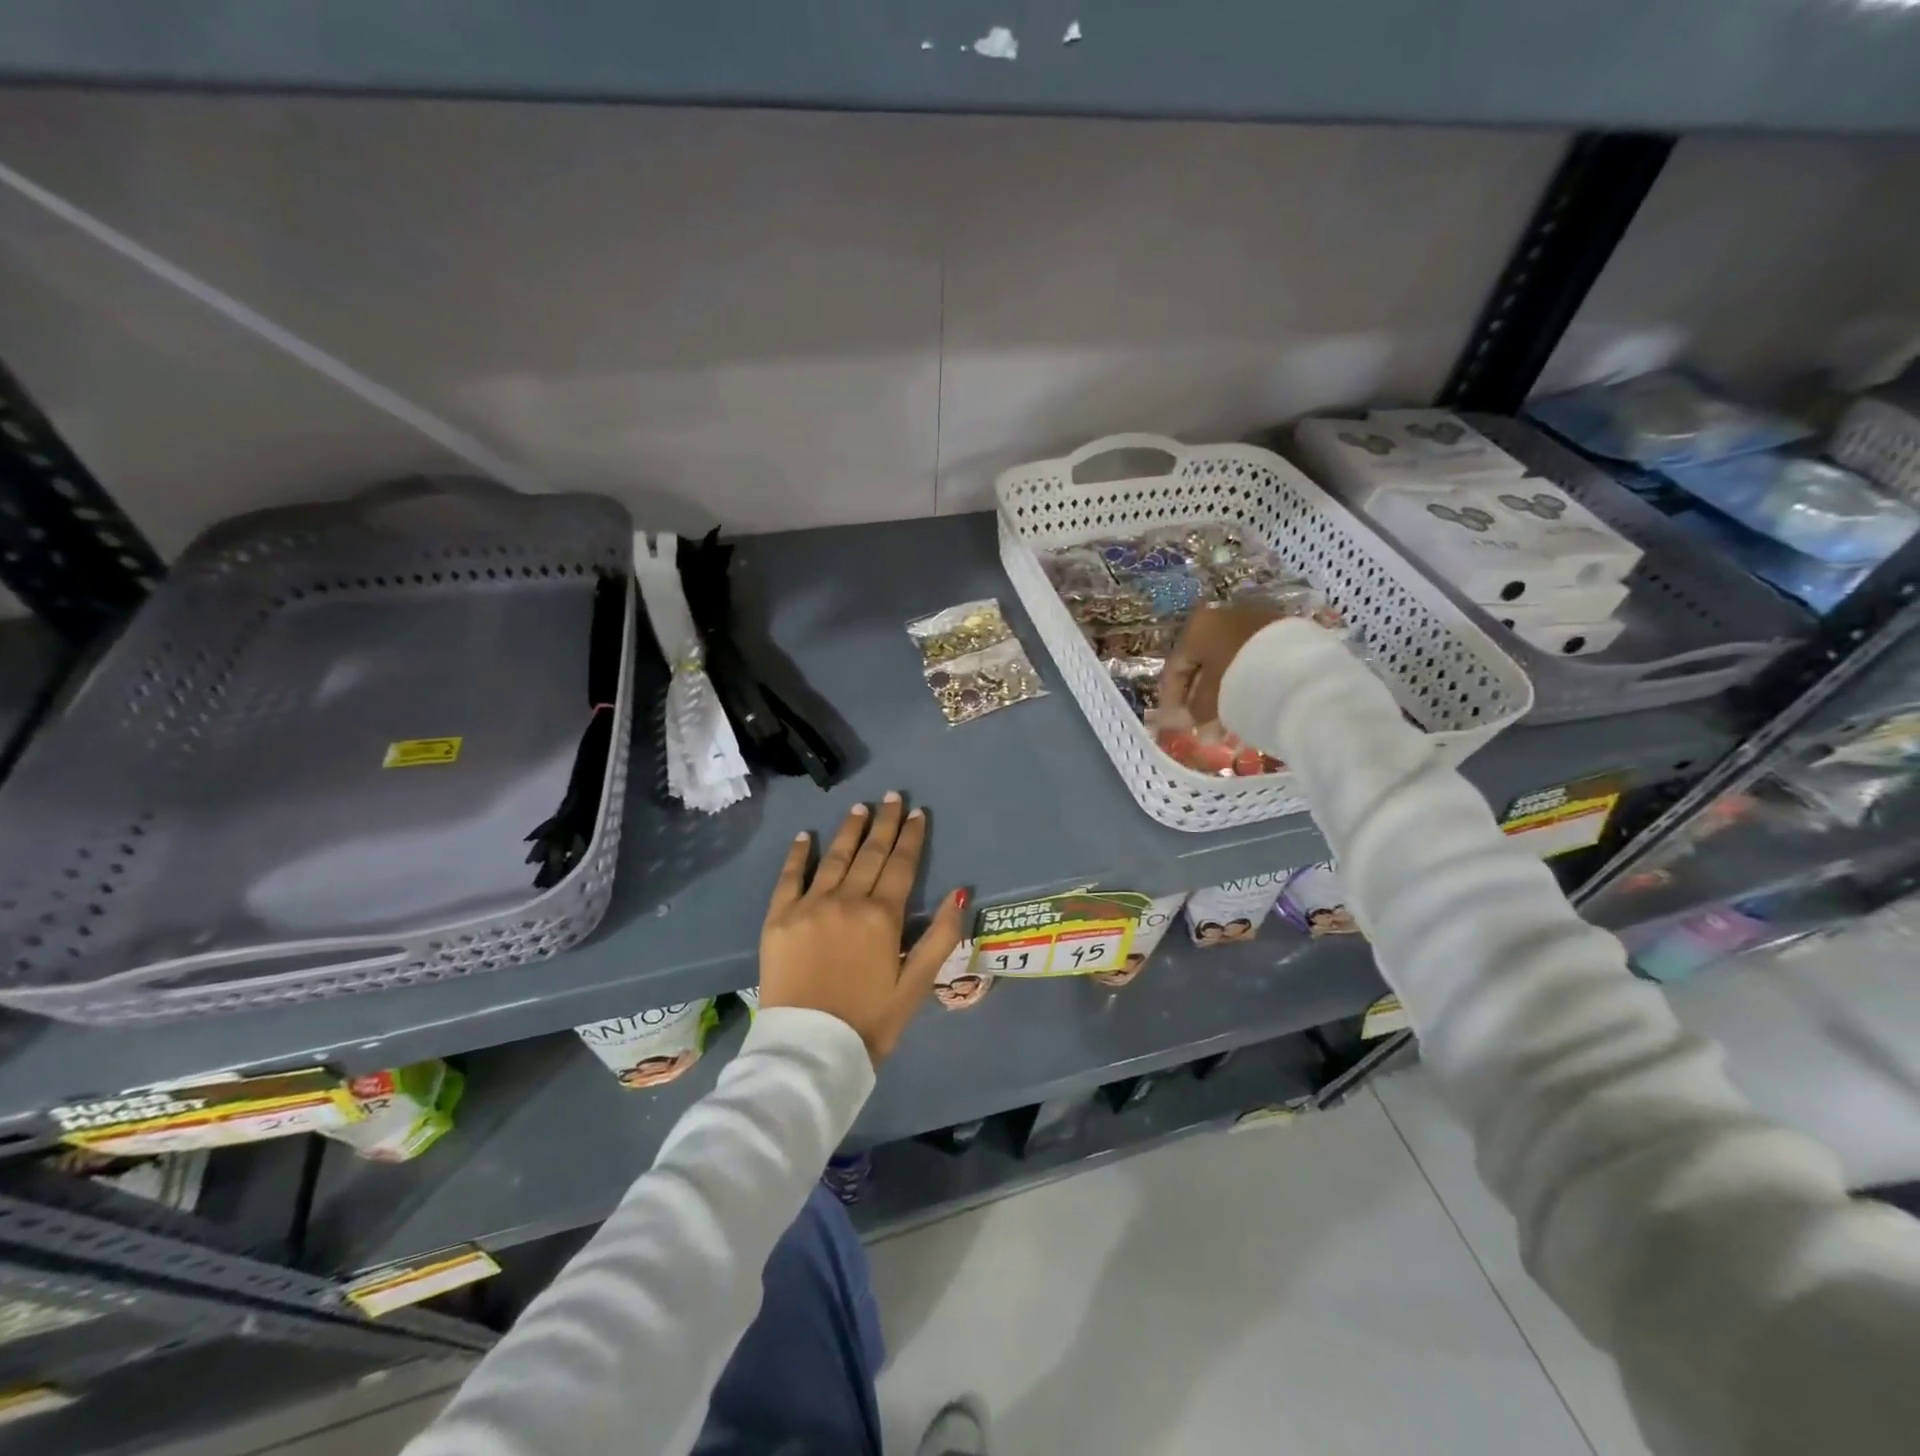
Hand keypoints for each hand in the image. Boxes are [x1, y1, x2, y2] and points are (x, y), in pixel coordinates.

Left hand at [760, 793, 967, 1064]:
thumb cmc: (870, 1021)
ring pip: (833, 858)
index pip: (901, 865)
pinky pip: (789, 878)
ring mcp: (809, 906)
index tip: (917, 812)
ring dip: (848, 831)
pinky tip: (804, 837)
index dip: (911, 837)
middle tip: (891, 796)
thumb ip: (941, 937)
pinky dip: (797, 855)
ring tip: (859, 808)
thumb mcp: (917, 985)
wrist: (809, 1051)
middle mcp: (847, 901)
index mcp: (883, 917)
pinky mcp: (779, 919)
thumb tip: (960, 893)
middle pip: (870, 853)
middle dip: (884, 823)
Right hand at [1156, 602, 1288, 728]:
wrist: (1297, 667)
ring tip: (1227, 722)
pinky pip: (1253, 661)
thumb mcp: (1210, 699)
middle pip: (1203, 663)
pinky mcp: (1281, 632)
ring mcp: (1254, 622)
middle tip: (1201, 724)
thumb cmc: (1238, 679)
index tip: (1174, 723)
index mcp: (1197, 627)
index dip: (1171, 699)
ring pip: (1229, 662)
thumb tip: (1195, 721)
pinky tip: (1250, 704)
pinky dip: (1246, 682)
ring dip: (1224, 692)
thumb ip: (1196, 710)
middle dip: (1200, 698)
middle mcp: (1222, 617)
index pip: (1175, 667)